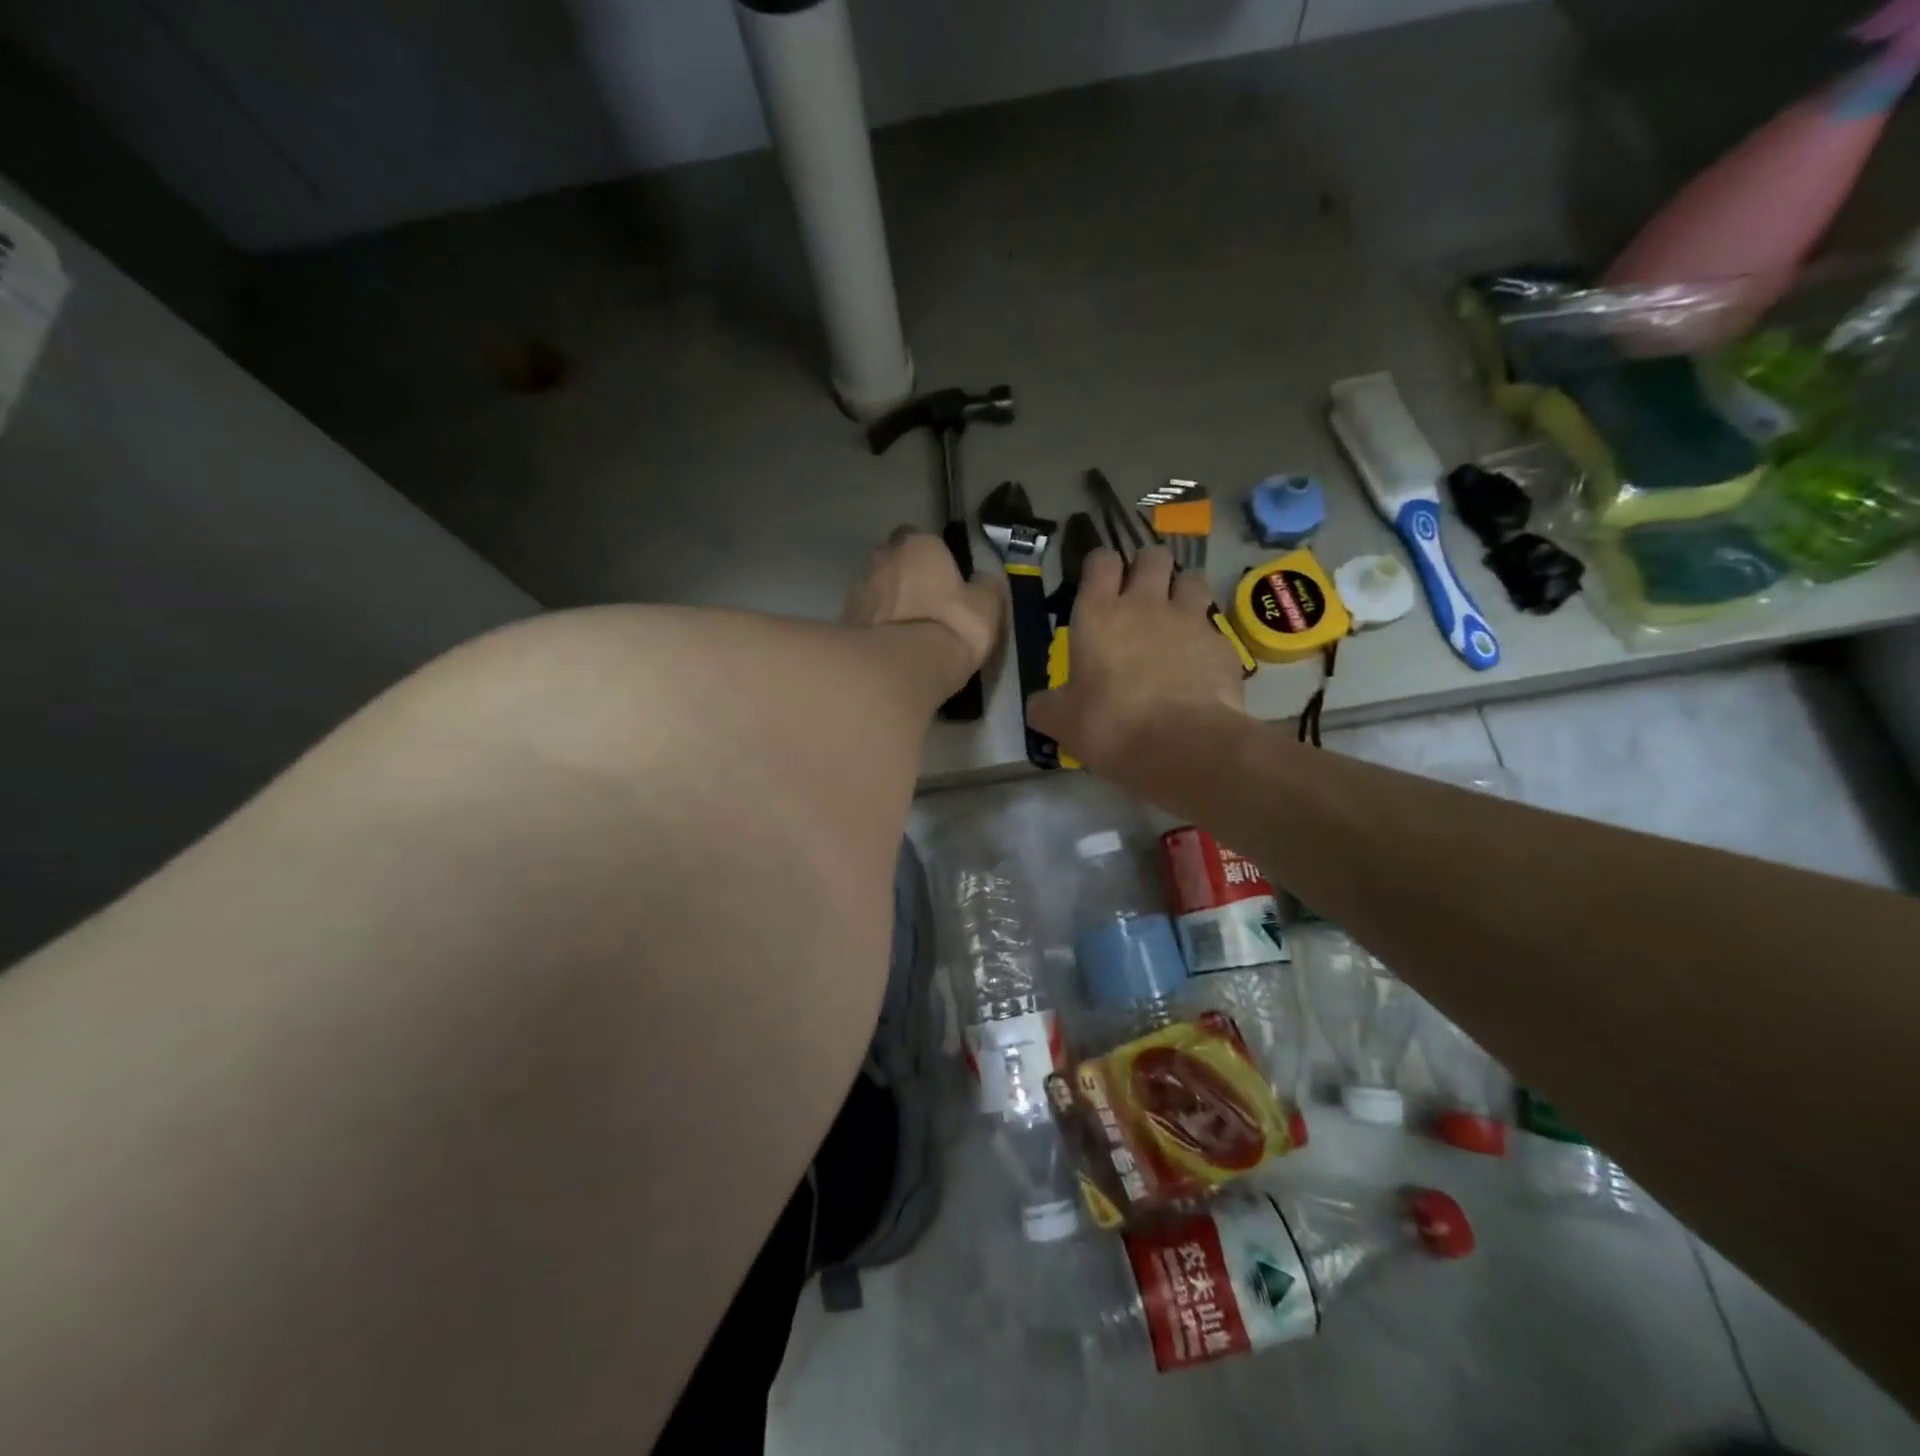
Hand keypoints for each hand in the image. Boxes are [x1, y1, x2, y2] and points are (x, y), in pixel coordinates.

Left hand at [842, 527, 1003, 679]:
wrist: (902, 666)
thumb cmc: (951, 625)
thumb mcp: (987, 607)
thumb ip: (984, 586)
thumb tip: (982, 581)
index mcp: (918, 544)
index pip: (922, 539)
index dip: (932, 558)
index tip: (942, 579)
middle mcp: (883, 556)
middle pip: (893, 559)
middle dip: (904, 574)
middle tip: (922, 601)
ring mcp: (859, 587)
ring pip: (876, 587)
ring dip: (886, 600)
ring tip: (904, 627)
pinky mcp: (844, 619)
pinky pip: (864, 616)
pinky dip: (874, 624)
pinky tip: (888, 644)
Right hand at [1027, 545, 1246, 771]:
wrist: (1184, 747)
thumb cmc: (1111, 726)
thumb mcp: (1062, 722)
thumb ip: (1047, 705)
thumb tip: (1040, 704)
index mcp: (1099, 614)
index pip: (1101, 560)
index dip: (1101, 566)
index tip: (1099, 583)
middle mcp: (1145, 604)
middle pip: (1153, 556)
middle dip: (1147, 568)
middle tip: (1141, 595)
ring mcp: (1189, 620)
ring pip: (1191, 579)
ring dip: (1182, 592)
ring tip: (1175, 618)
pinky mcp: (1222, 644)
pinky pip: (1213, 627)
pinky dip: (1205, 638)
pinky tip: (1199, 663)